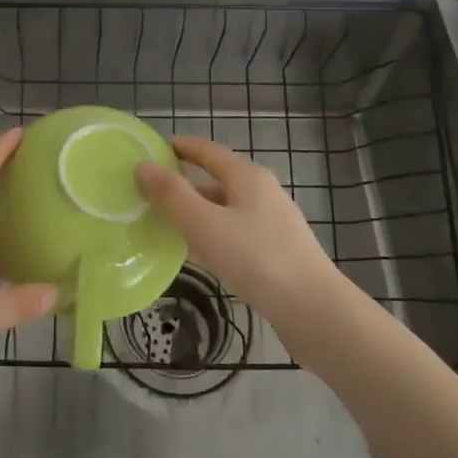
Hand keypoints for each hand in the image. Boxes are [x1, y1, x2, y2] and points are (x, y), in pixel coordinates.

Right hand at [136, 135, 339, 316]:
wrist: (314, 310)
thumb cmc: (255, 258)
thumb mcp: (204, 223)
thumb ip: (171, 194)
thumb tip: (143, 165)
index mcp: (247, 176)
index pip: (208, 151)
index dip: (182, 147)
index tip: (156, 149)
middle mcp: (263, 193)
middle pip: (217, 180)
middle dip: (185, 185)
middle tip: (151, 194)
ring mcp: (273, 224)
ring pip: (226, 210)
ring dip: (198, 213)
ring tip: (166, 225)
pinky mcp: (277, 253)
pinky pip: (235, 234)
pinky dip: (212, 236)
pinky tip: (198, 255)